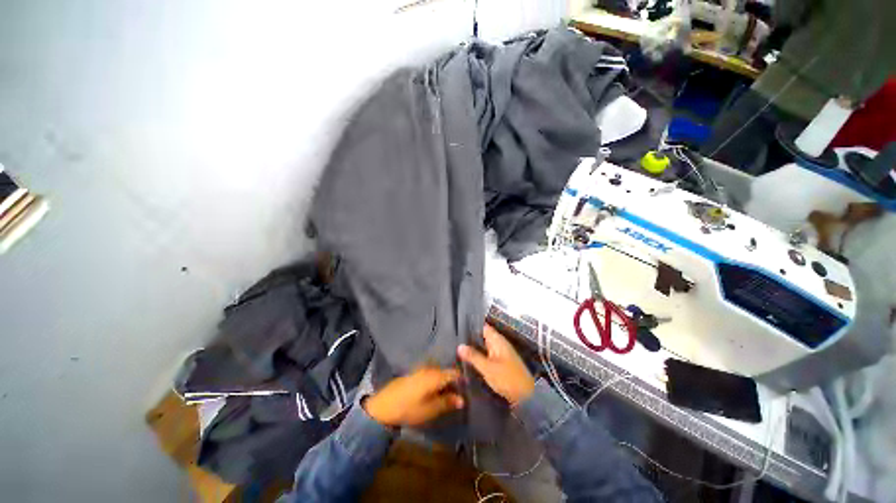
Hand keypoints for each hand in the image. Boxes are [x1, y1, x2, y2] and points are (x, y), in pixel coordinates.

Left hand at [363, 367, 463, 426]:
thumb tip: (462, 399)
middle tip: (459, 394)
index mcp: (435, 375)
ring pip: (438, 373)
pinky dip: (436, 381)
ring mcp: (421, 370)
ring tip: (448, 394)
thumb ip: (447, 402)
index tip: (468, 388)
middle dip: (454, 381)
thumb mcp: (430, 409)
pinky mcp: (414, 373)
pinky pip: (430, 374)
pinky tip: (435, 391)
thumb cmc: (409, 408)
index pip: (454, 373)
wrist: (384, 406)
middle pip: (446, 372)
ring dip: (444, 382)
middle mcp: (430, 368)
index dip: (462, 380)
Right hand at [458, 324, 535, 406]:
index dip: (471, 327)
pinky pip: (487, 355)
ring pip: (484, 347)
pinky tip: (469, 361)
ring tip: (457, 351)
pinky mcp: (501, 363)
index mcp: (497, 340)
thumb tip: (459, 345)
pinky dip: (479, 357)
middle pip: (482, 337)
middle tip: (454, 342)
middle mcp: (499, 344)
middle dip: (470, 339)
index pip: (483, 327)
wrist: (526, 396)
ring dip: (474, 349)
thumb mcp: (487, 368)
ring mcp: (501, 354)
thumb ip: (473, 356)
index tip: (458, 329)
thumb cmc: (507, 378)